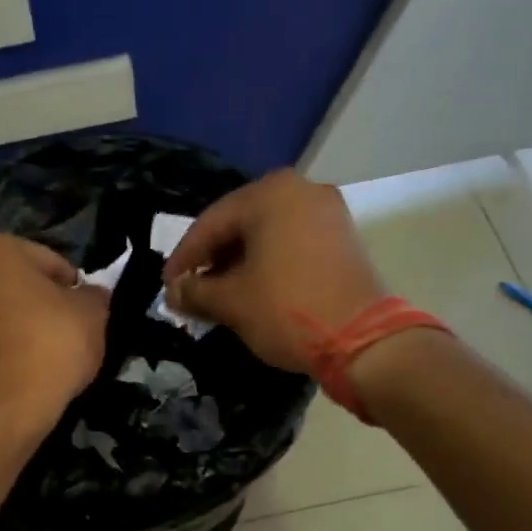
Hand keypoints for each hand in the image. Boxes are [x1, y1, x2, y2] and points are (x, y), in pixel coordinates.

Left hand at [0, 233, 110, 426]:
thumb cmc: (51, 341)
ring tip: (46, 353)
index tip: (85, 309)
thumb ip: (92, 296)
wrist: (5, 403)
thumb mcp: (92, 312)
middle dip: (37, 301)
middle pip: (13, 284)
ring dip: (16, 325)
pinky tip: (25, 369)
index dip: (72, 285)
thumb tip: (91, 295)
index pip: (46, 260)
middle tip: (67, 328)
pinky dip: (1, 349)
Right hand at [162, 170, 384, 372]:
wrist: (363, 339)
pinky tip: (254, 290)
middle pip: (241, 224)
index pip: (211, 222)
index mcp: (270, 194)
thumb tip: (173, 293)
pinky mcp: (344, 238)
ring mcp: (328, 213)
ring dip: (240, 263)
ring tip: (220, 295)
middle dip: (213, 259)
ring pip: (268, 234)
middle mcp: (301, 190)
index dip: (184, 257)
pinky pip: (293, 243)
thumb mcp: (232, 302)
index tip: (168, 286)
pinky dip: (269, 264)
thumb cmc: (287, 309)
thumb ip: (195, 292)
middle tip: (193, 290)